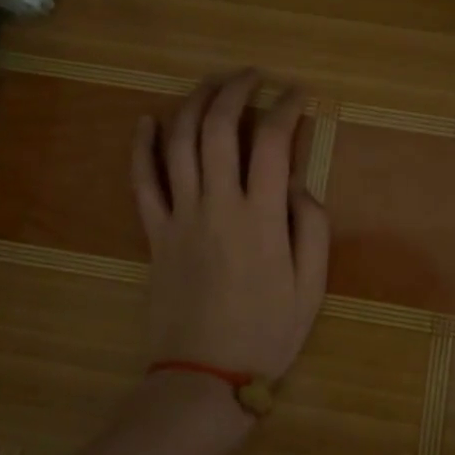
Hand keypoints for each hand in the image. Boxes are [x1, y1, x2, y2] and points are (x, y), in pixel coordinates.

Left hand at [130, 70, 331, 384]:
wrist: (203, 378)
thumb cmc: (266, 334)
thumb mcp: (311, 287)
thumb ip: (312, 228)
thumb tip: (299, 184)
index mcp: (261, 217)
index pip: (272, 142)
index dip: (286, 108)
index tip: (298, 94)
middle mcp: (217, 205)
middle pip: (219, 128)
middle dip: (236, 90)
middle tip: (253, 76)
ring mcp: (180, 216)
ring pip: (179, 143)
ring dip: (194, 104)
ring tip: (211, 83)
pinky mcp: (154, 233)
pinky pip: (142, 182)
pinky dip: (141, 147)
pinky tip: (147, 120)